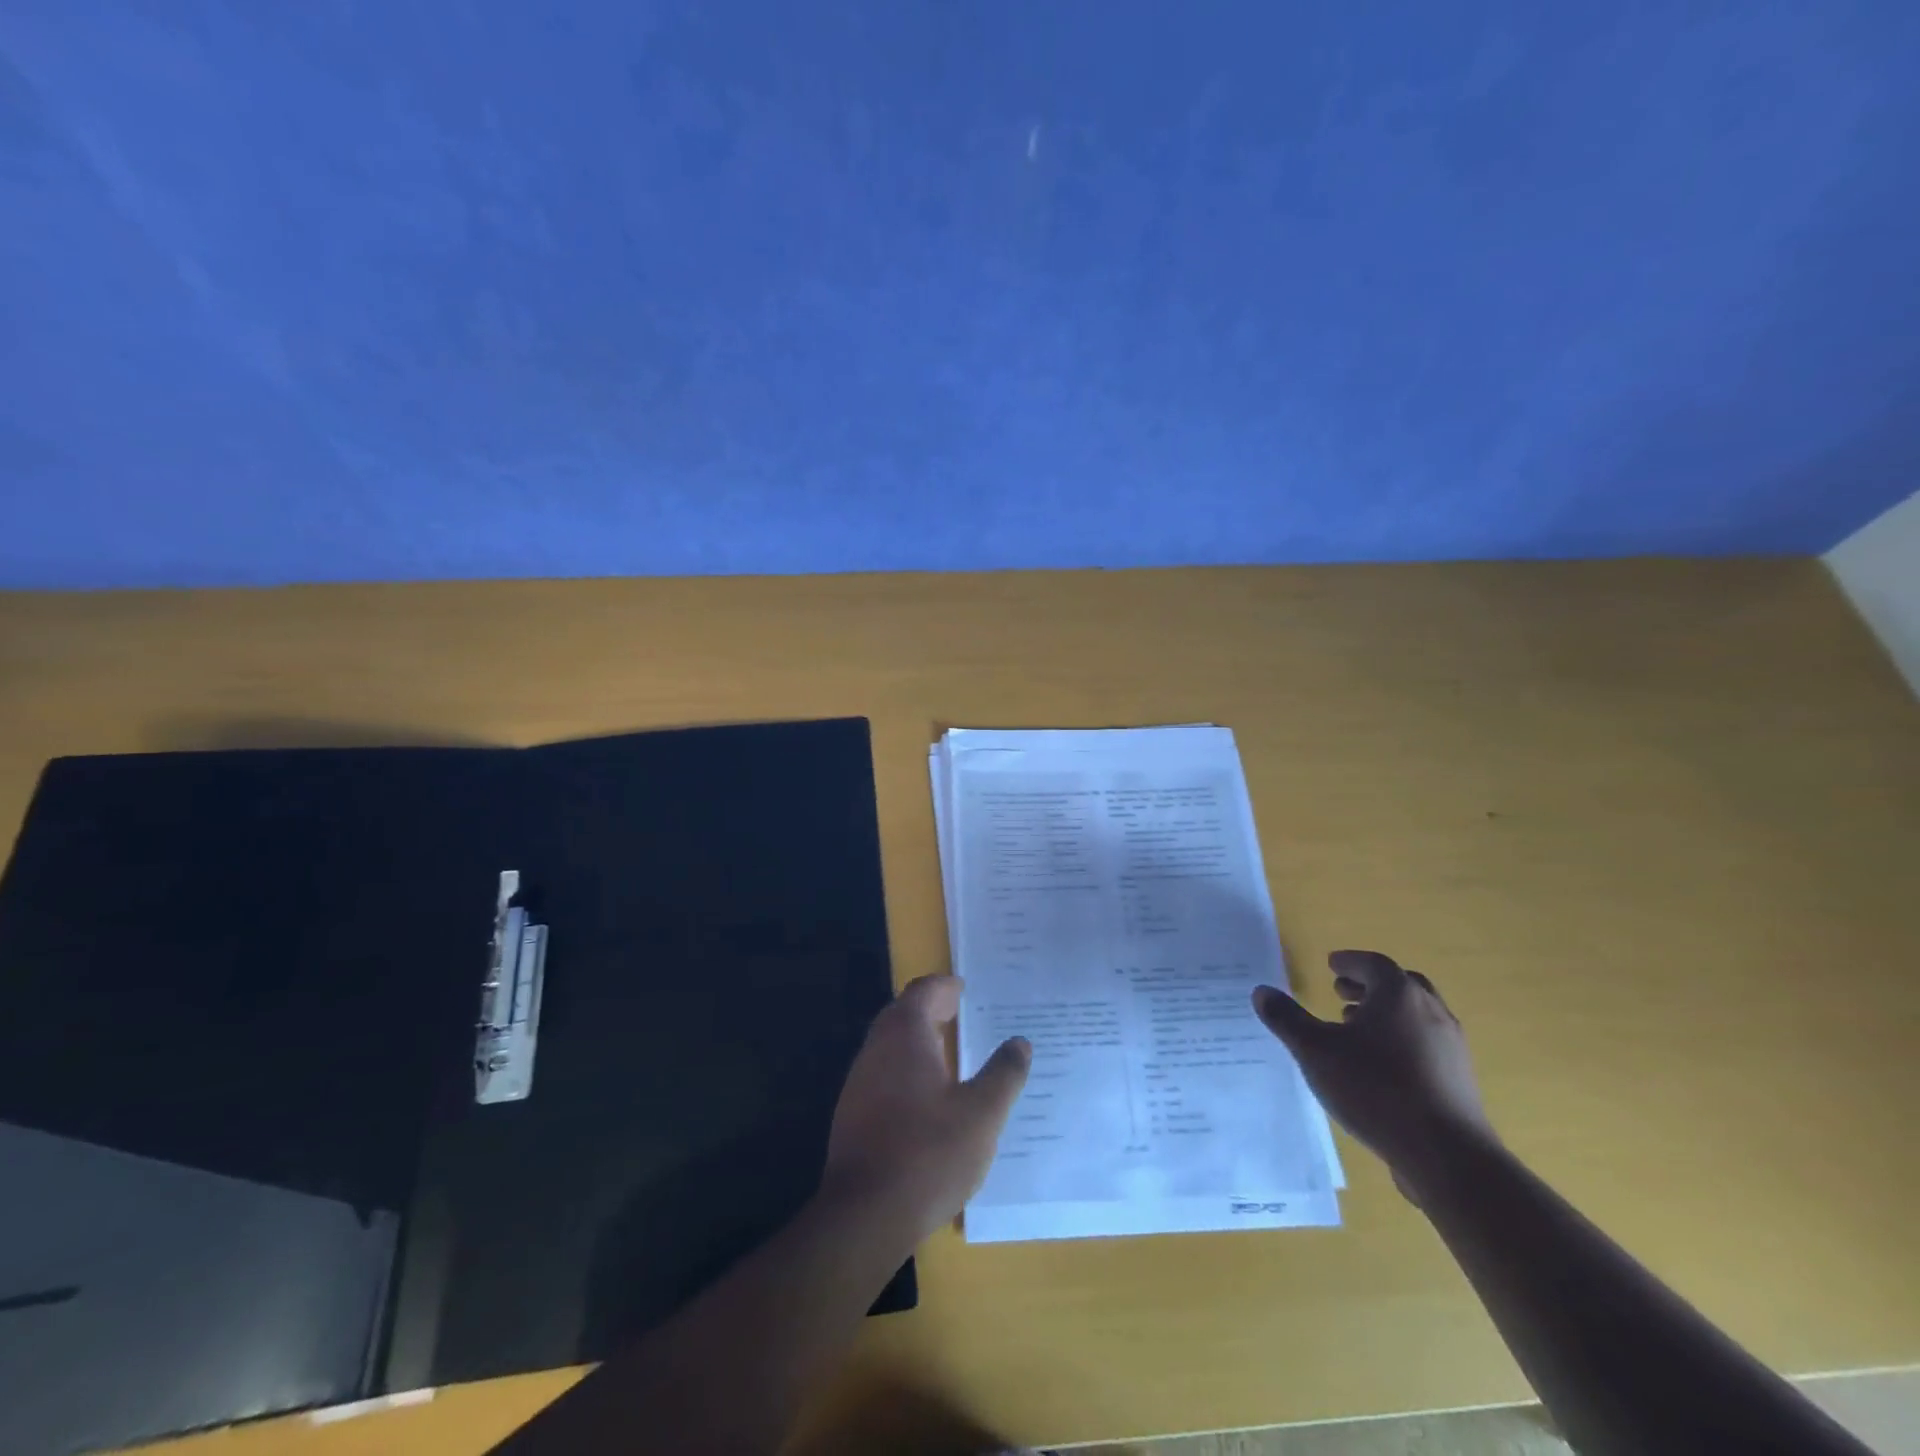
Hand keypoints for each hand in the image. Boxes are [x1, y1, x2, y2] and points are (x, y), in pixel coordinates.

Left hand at [821, 974, 1030, 1243]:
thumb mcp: (982, 1114)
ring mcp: (859, 1082)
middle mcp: (877, 1049)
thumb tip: (1019, 1042)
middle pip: (902, 1014)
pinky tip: (926, 1096)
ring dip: (917, 1040)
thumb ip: (1003, 1074)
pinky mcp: (853, 1114)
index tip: (963, 988)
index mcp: (905, 1035)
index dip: (944, 986)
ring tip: (949, 1052)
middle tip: (959, 1013)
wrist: (864, 1215)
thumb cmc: (928, 1153)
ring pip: (890, 1045)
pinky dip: (906, 1068)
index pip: (922, 992)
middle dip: (930, 1009)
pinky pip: (883, 1073)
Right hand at [1253, 950, 1496, 1198]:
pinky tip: (1379, 1065)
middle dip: (1368, 985)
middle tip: (1341, 992)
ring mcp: (1450, 1046)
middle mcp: (1431, 1011)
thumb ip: (1287, 1019)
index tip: (1331, 965)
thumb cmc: (1376, 1089)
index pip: (1373, 964)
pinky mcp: (1459, 1078)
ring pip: (1416, 1015)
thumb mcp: (1316, 1052)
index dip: (1350, 962)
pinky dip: (1401, 1039)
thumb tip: (1261, 992)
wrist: (1448, 1156)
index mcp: (1399, 995)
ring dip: (1385, 1013)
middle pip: (1400, 985)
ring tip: (1355, 1029)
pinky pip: (1426, 1043)